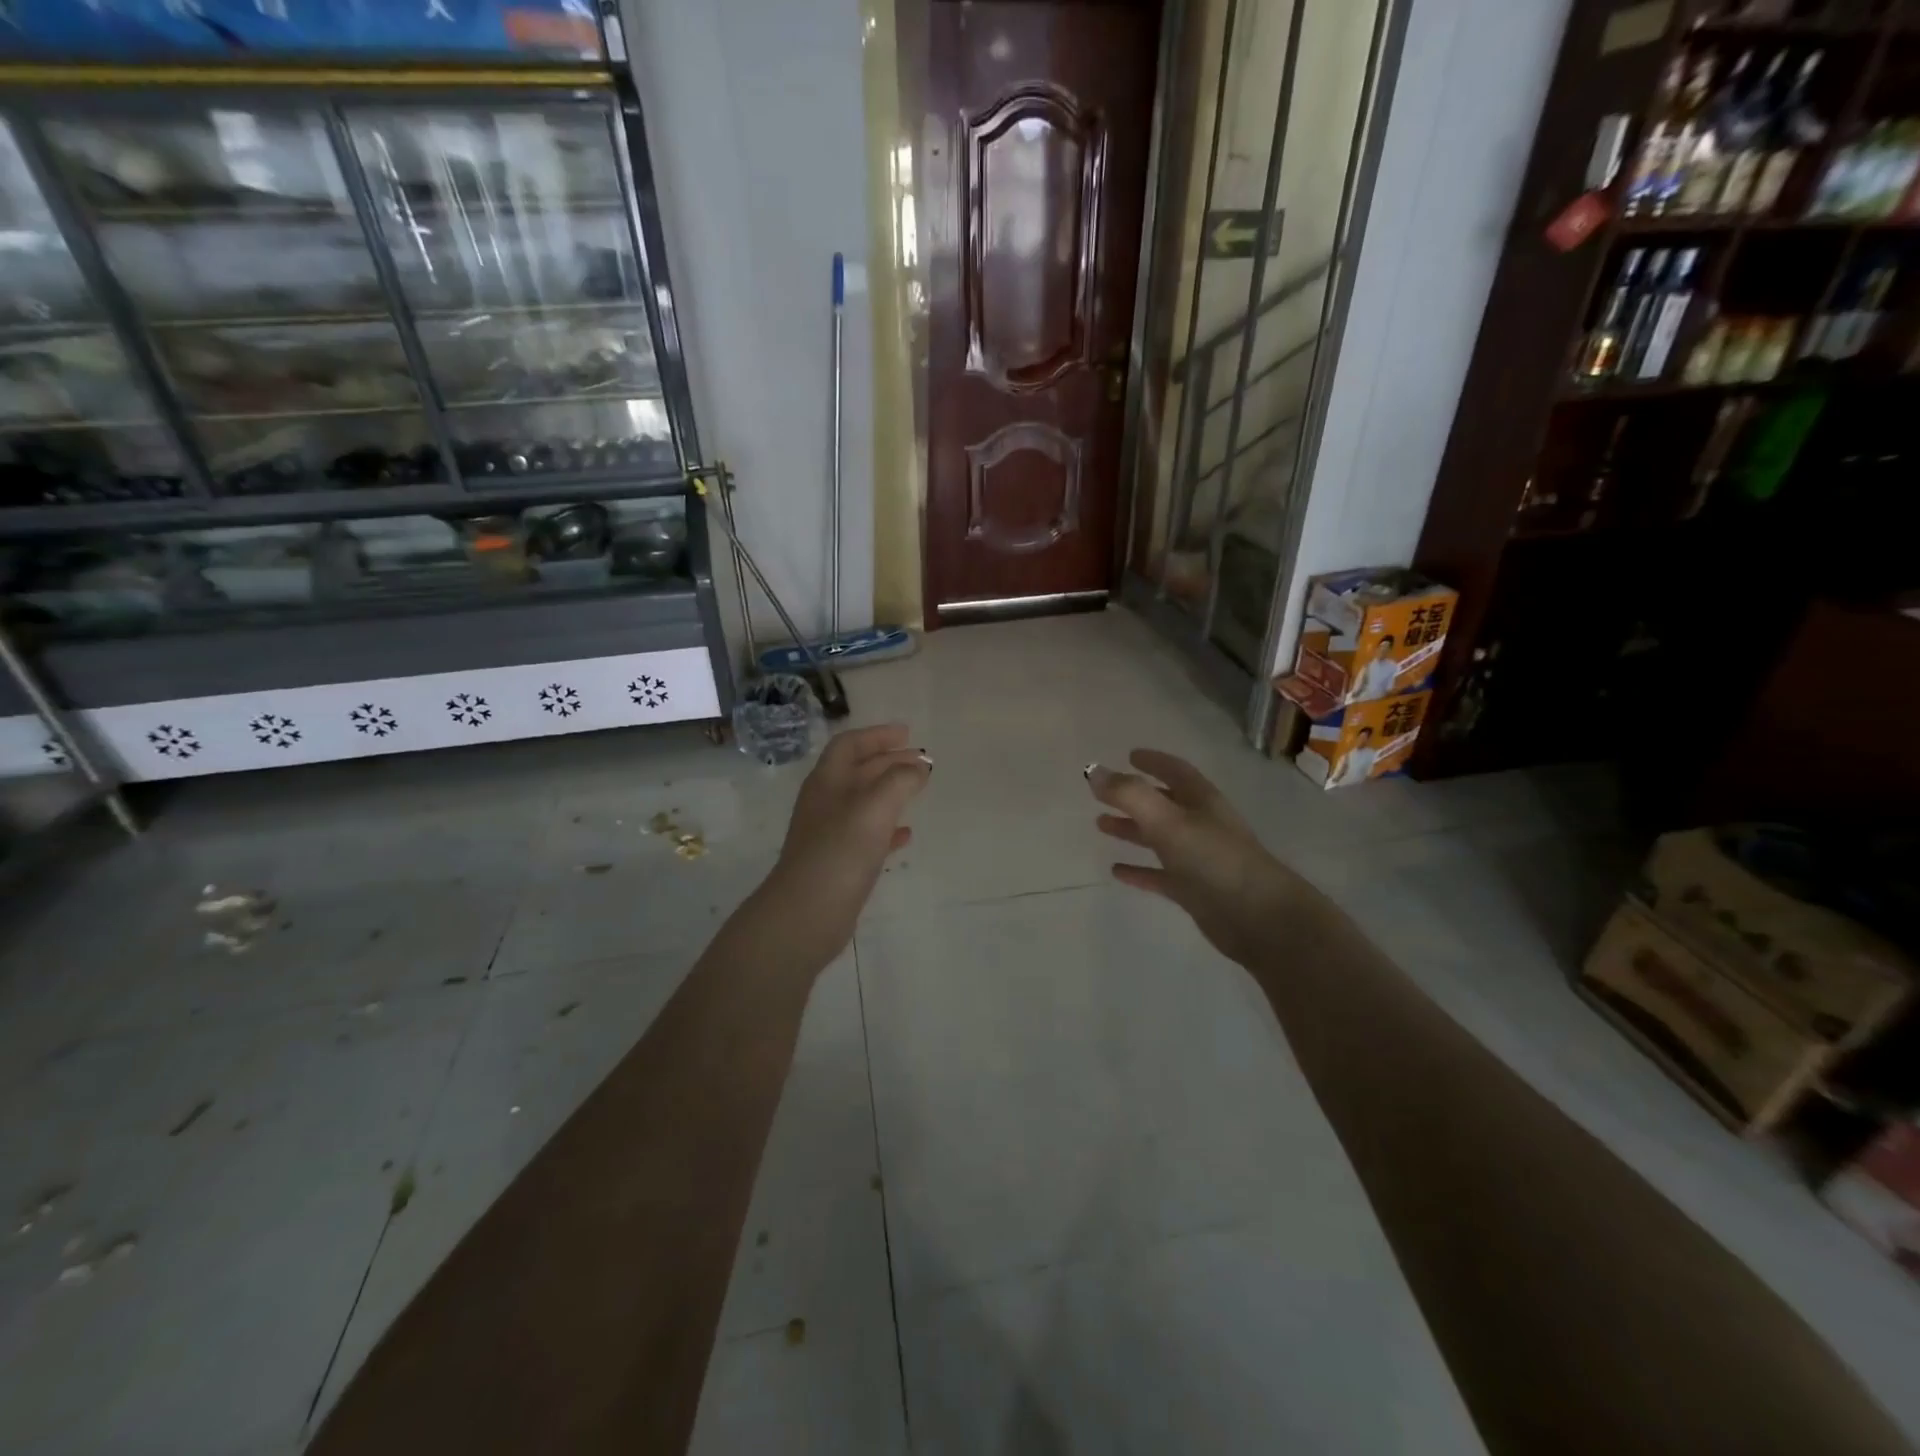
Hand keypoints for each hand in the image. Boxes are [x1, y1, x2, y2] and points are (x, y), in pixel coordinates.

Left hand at [755, 723, 929, 971]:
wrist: (807, 913)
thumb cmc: (840, 851)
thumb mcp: (875, 806)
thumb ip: (900, 780)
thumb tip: (919, 767)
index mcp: (828, 781)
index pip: (850, 744)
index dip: (877, 735)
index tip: (907, 733)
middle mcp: (826, 802)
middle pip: (858, 770)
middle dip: (889, 761)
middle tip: (921, 760)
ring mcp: (830, 833)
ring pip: (864, 802)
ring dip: (891, 792)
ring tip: (919, 790)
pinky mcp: (839, 862)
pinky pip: (867, 835)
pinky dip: (888, 828)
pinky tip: (906, 835)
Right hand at [1087, 749, 1304, 968]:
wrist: (1258, 918)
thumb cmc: (1214, 859)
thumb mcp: (1168, 821)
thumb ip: (1129, 794)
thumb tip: (1093, 772)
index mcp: (1201, 801)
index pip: (1176, 771)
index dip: (1154, 761)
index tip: (1130, 755)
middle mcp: (1201, 825)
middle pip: (1164, 803)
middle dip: (1134, 797)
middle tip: (1102, 795)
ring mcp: (1199, 859)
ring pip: (1159, 838)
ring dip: (1132, 830)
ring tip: (1100, 826)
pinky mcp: (1194, 890)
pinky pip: (1160, 875)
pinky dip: (1139, 870)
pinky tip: (1117, 871)